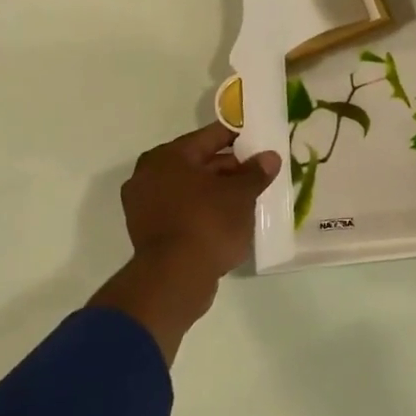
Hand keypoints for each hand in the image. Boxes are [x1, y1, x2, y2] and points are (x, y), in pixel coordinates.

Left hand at [90, 124, 280, 363]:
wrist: (174, 280)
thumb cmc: (207, 224)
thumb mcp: (241, 194)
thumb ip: (256, 173)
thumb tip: (269, 157)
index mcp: (168, 157)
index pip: (211, 136)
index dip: (240, 137)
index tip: (261, 141)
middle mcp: (150, 175)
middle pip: (200, 162)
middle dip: (232, 168)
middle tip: (261, 173)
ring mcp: (146, 206)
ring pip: (192, 189)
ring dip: (219, 191)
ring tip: (251, 197)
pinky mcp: (150, 232)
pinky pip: (185, 210)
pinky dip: (206, 210)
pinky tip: (231, 219)